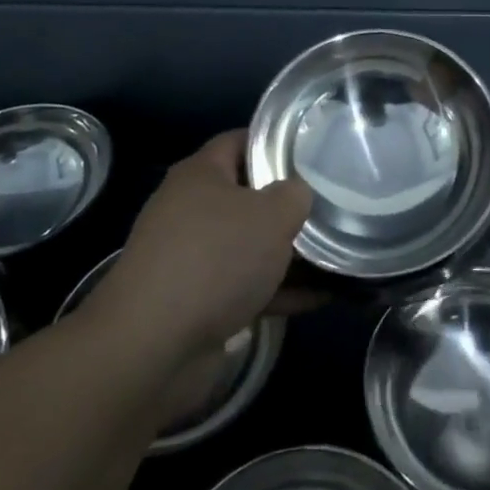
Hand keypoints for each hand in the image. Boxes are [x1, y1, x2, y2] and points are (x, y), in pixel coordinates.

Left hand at [106, 131, 312, 356]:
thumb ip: (294, 195)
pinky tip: (320, 297)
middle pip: (247, 196)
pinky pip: (246, 287)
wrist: (153, 349)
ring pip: (249, 245)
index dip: (276, 142)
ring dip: (288, 252)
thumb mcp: (272, 214)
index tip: (313, 151)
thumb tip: (297, 194)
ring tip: (336, 252)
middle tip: (331, 203)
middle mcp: (190, 210)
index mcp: (200, 175)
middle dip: (288, 203)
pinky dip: (279, 290)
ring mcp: (191, 259)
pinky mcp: (196, 304)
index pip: (240, 141)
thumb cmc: (216, 259)